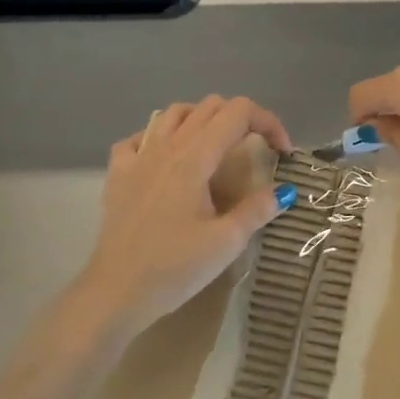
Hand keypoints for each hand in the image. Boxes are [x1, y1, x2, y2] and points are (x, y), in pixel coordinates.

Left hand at [79, 96, 294, 335]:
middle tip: (257, 150)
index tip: (283, 154)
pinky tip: (168, 159)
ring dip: (202, 120)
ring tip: (216, 147)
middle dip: (241, 119)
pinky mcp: (118, 175)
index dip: (268, 123)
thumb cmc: (174, 268)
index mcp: (195, 158)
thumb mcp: (226, 242)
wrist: (115, 292)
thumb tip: (283, 191)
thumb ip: (257, 209)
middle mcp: (166, 147)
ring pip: (173, 113)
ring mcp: (138, 158)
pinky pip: (139, 138)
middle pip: (209, 106)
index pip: (238, 112)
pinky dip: (160, 138)